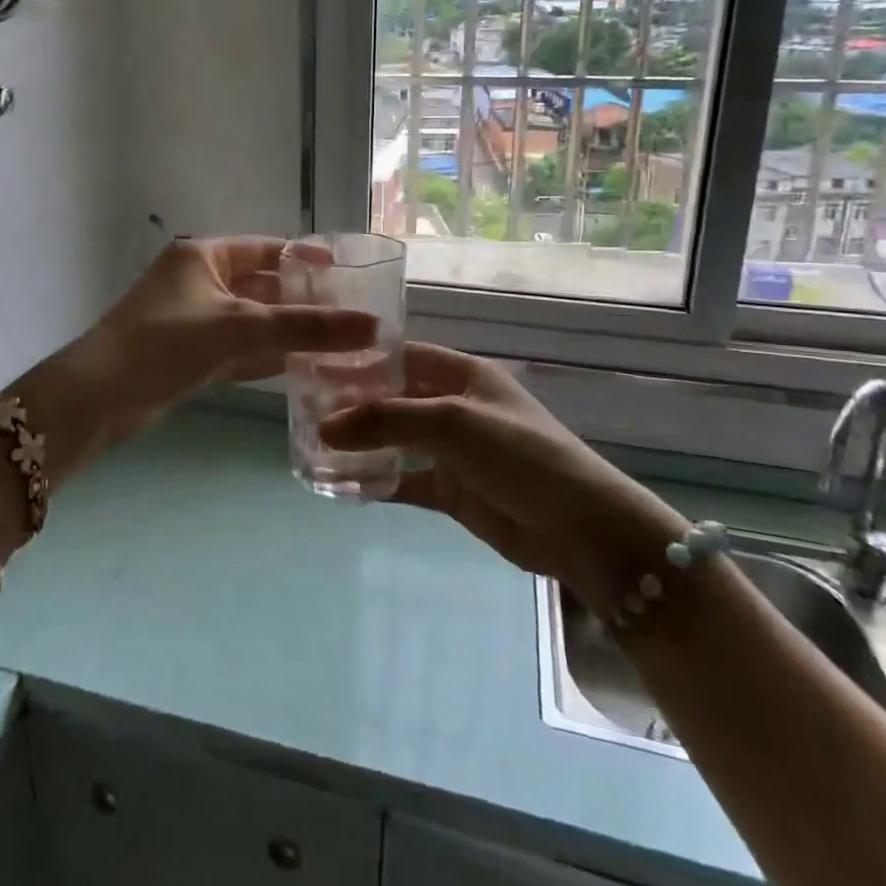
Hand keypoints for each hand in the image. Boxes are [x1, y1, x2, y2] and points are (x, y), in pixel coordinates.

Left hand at [75, 237, 377, 443]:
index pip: (265, 249)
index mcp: (203, 256)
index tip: (345, 274)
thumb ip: (306, 328)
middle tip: (350, 317)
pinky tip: (300, 370)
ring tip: (337, 346)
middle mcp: (197, 281)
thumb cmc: (168, 344)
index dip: (305, 259)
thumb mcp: (241, 329)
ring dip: (287, 334)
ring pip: (251, 322)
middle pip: (261, 286)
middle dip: (301, 302)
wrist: (99, 398)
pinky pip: (237, 350)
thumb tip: (373, 326)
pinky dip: (264, 358)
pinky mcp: (187, 356)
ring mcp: (191, 320)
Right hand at [321, 344, 687, 614]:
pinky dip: (376, 483)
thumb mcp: (451, 423)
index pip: (403, 356)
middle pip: (395, 398)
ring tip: (313, 445)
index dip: (363, 359)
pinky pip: (405, 481)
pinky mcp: (453, 492)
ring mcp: (454, 452)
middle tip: (305, 410)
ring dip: (362, 444)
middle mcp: (455, 408)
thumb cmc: (519, 454)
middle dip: (355, 404)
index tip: (318, 366)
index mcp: (463, 376)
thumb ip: (386, 420)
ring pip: (396, 441)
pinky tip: (341, 486)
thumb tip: (324, 427)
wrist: (580, 528)